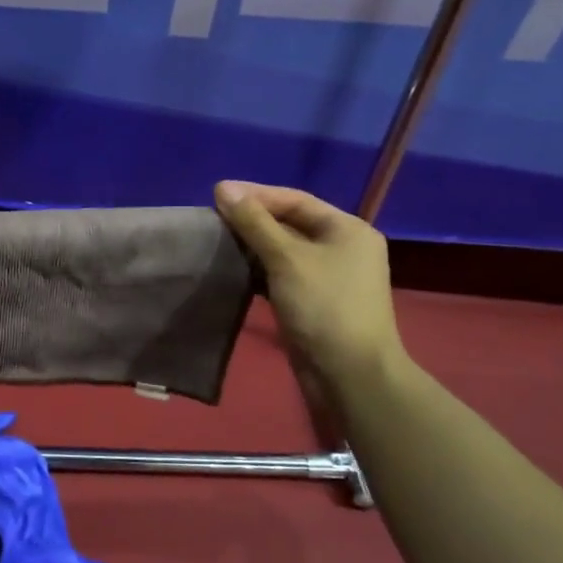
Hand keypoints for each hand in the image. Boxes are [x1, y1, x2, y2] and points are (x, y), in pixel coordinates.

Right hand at [215, 180, 405, 397]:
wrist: (350, 375)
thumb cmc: (324, 306)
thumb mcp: (286, 258)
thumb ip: (253, 222)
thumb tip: (222, 187)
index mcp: (347, 229)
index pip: (294, 199)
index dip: (255, 194)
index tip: (216, 193)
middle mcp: (342, 247)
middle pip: (289, 222)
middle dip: (251, 220)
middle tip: (212, 217)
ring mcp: (328, 275)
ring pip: (282, 249)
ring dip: (251, 245)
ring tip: (215, 239)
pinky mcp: (313, 300)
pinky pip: (281, 273)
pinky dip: (258, 268)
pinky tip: (231, 268)